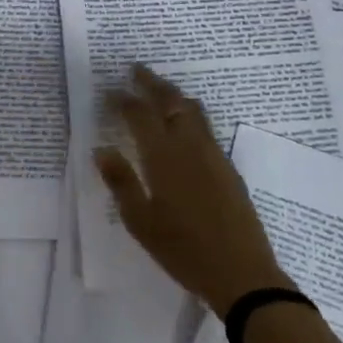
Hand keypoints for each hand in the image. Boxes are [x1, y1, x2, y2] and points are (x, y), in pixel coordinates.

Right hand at [94, 65, 293, 315]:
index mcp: (164, 156)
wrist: (241, 272)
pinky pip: (204, 124)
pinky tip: (183, 122)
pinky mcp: (227, 165)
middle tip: (134, 70)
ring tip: (158, 89)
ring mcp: (212, 153)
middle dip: (151, 83)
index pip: (140, 115)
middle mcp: (189, 145)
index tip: (109, 91)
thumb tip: (101, 150)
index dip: (123, 100)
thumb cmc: (183, 250)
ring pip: (191, 109)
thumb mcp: (141, 222)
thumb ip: (121, 182)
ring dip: (172, 94)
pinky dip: (188, 112)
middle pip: (170, 101)